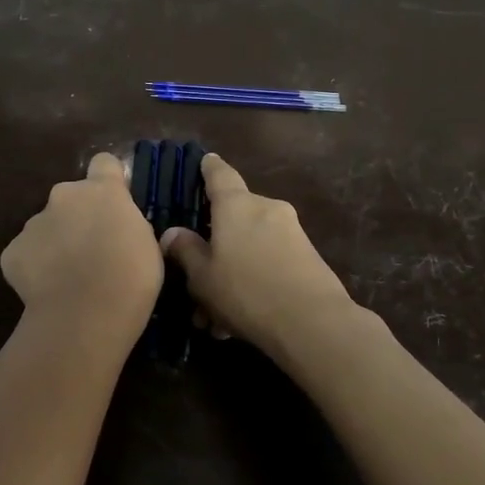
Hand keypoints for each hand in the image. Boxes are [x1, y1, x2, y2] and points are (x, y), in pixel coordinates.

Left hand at [2, 153, 163, 341]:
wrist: (84, 316)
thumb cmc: (130, 279)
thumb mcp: (147, 246)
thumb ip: (129, 225)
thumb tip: (119, 228)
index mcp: (102, 191)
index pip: (104, 163)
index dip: (109, 180)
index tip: (114, 202)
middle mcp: (64, 196)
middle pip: (71, 198)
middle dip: (79, 217)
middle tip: (92, 251)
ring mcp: (34, 223)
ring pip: (47, 226)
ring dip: (57, 242)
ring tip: (69, 278)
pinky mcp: (12, 251)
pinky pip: (26, 253)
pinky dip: (35, 267)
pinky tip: (49, 290)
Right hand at [160, 154, 356, 364]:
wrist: (312, 323)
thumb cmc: (246, 292)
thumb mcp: (203, 277)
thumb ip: (186, 251)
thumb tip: (172, 233)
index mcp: (237, 205)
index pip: (220, 174)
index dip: (209, 168)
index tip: (205, 160)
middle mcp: (266, 209)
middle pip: (234, 218)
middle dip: (215, 245)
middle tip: (197, 277)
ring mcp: (291, 232)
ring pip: (250, 247)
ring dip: (232, 273)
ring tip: (215, 317)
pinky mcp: (308, 257)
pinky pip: (269, 263)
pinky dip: (252, 283)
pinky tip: (237, 324)